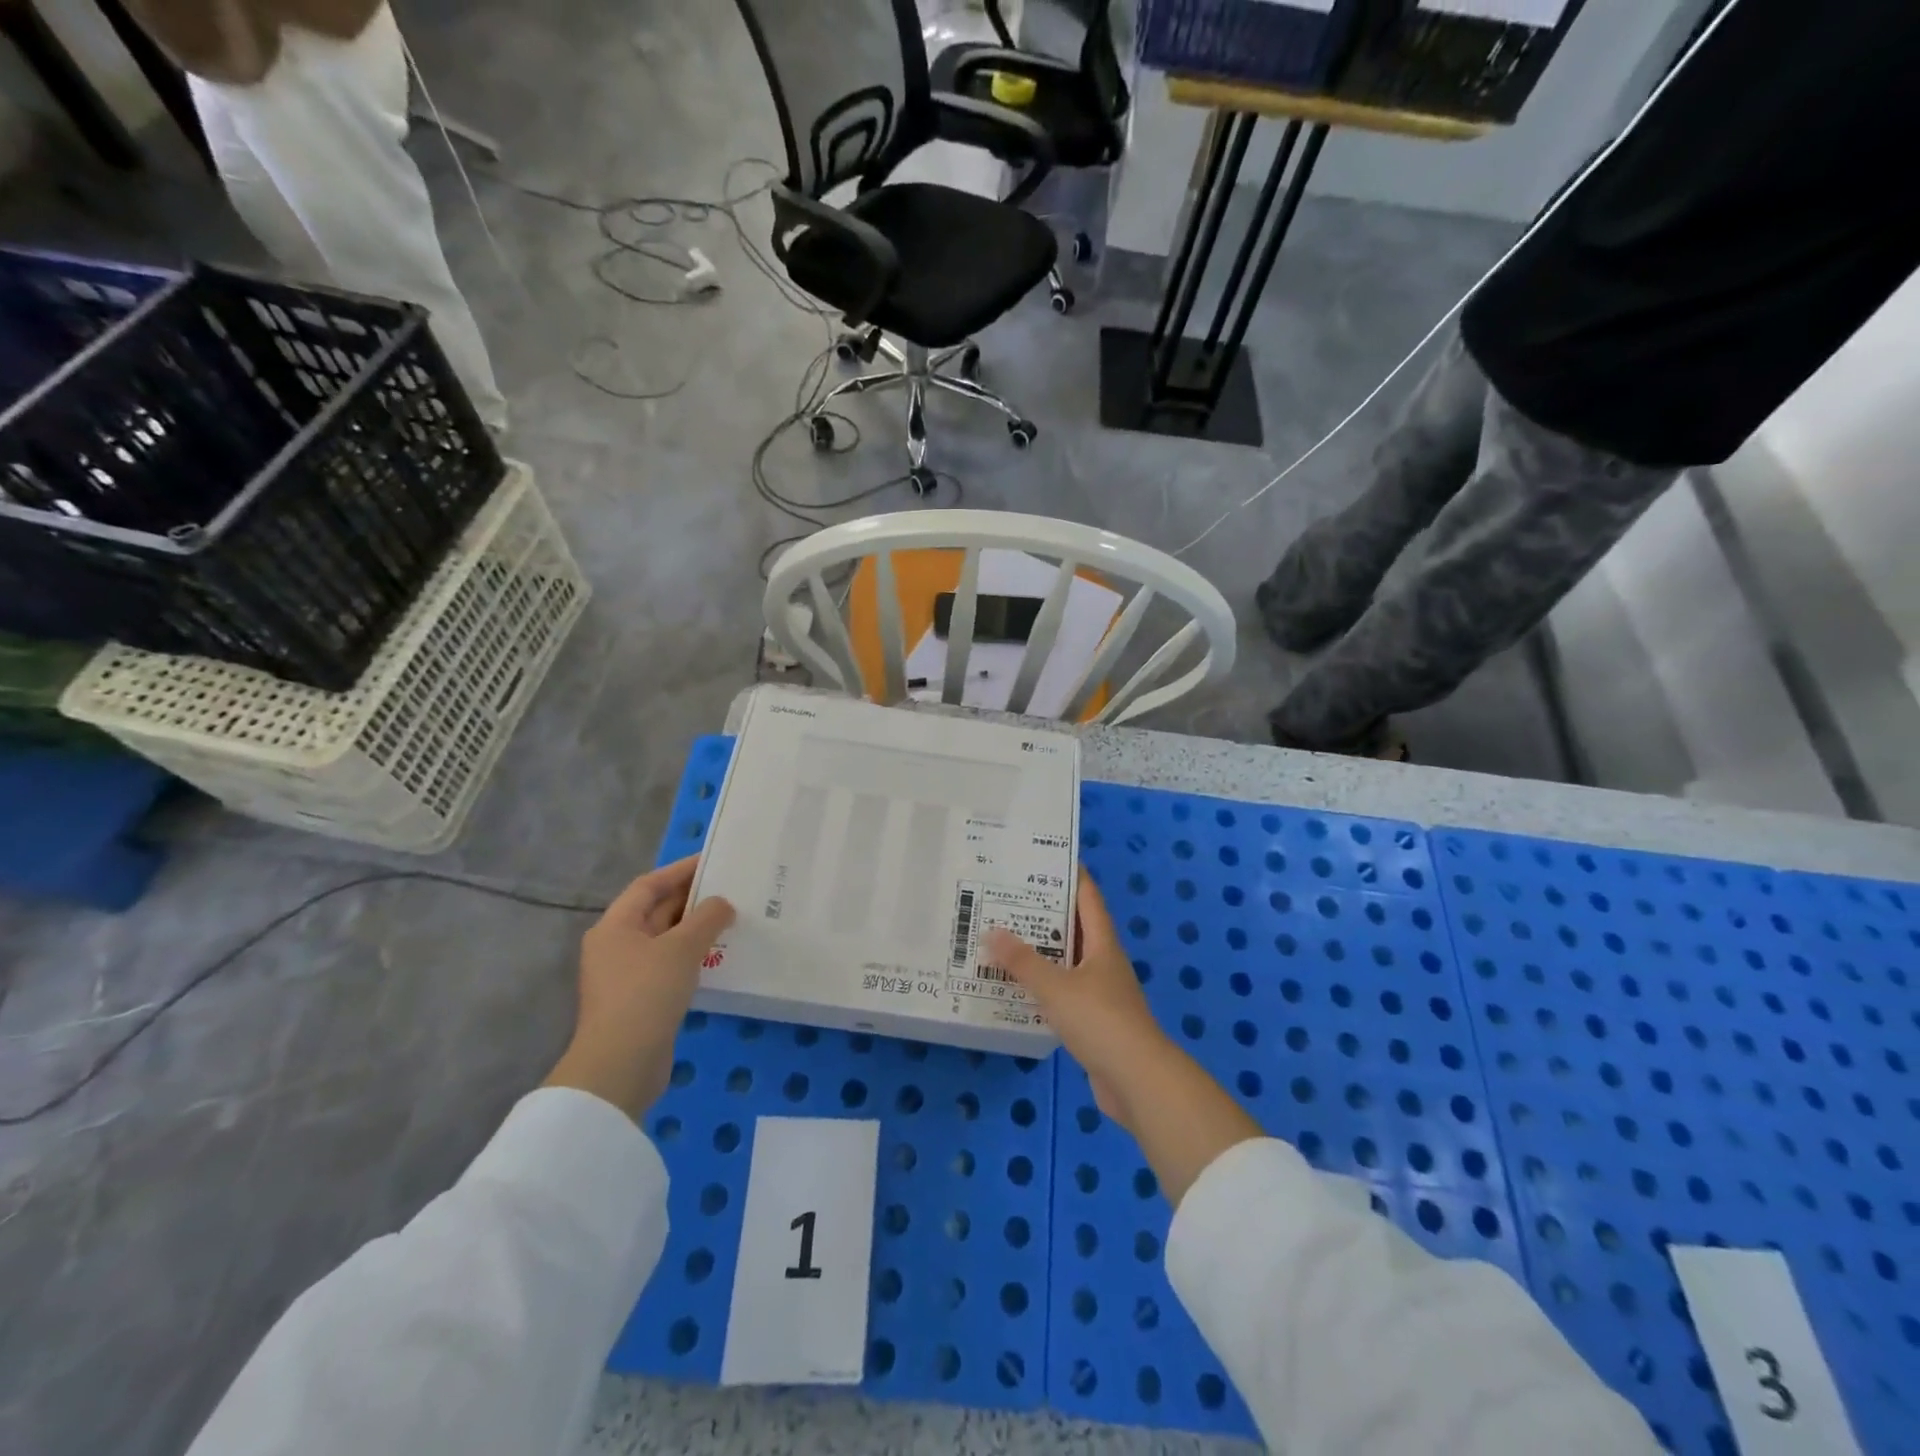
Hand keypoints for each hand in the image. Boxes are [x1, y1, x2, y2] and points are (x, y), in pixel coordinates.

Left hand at [543, 855, 734, 1118]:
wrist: (620, 1065)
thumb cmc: (647, 994)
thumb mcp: (682, 948)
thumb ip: (707, 918)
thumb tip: (722, 904)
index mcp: (615, 926)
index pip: (649, 885)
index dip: (680, 870)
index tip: (713, 861)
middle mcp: (616, 946)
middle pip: (656, 911)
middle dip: (692, 900)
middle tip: (730, 889)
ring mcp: (626, 975)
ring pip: (665, 940)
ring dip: (695, 930)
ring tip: (732, 920)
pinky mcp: (640, 1001)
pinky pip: (669, 966)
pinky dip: (693, 957)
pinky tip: (720, 958)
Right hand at [989, 866, 1261, 1206]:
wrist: (1137, 1081)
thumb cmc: (1100, 1021)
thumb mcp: (1056, 987)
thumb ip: (1022, 961)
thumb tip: (990, 931)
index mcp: (1102, 944)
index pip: (1087, 897)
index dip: (1069, 874)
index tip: (1040, 859)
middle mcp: (1104, 962)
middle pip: (1075, 927)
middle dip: (1044, 912)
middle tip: (1007, 898)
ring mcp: (1101, 993)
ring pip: (1067, 962)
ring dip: (1041, 951)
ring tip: (1004, 938)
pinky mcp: (1094, 1022)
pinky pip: (1063, 992)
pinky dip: (1042, 986)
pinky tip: (1017, 988)